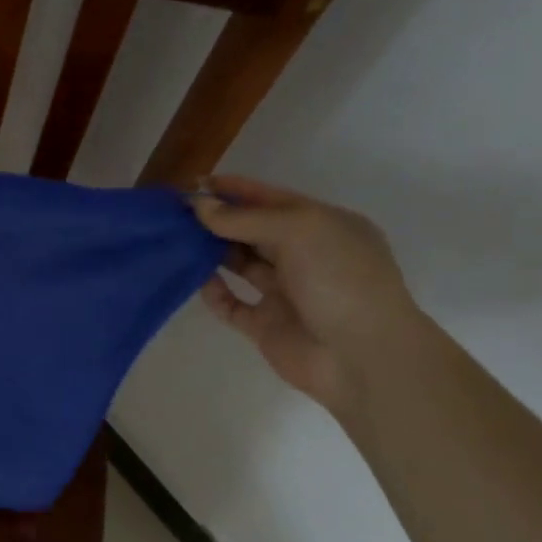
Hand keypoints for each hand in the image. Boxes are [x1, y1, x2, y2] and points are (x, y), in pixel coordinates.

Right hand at [190, 176, 424, 414]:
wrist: (363, 357)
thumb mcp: (298, 231)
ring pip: (241, 264)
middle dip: (219, 220)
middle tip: (178, 214)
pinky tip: (199, 281)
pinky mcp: (266, 325)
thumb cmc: (340, 279)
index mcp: (323, 226)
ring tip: (179, 242)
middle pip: (253, 230)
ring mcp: (285, 292)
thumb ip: (244, 218)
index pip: (271, 199)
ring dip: (212, 252)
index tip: (193, 185)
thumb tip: (199, 205)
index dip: (235, 190)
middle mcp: (305, 256)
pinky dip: (214, 292)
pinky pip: (232, 304)